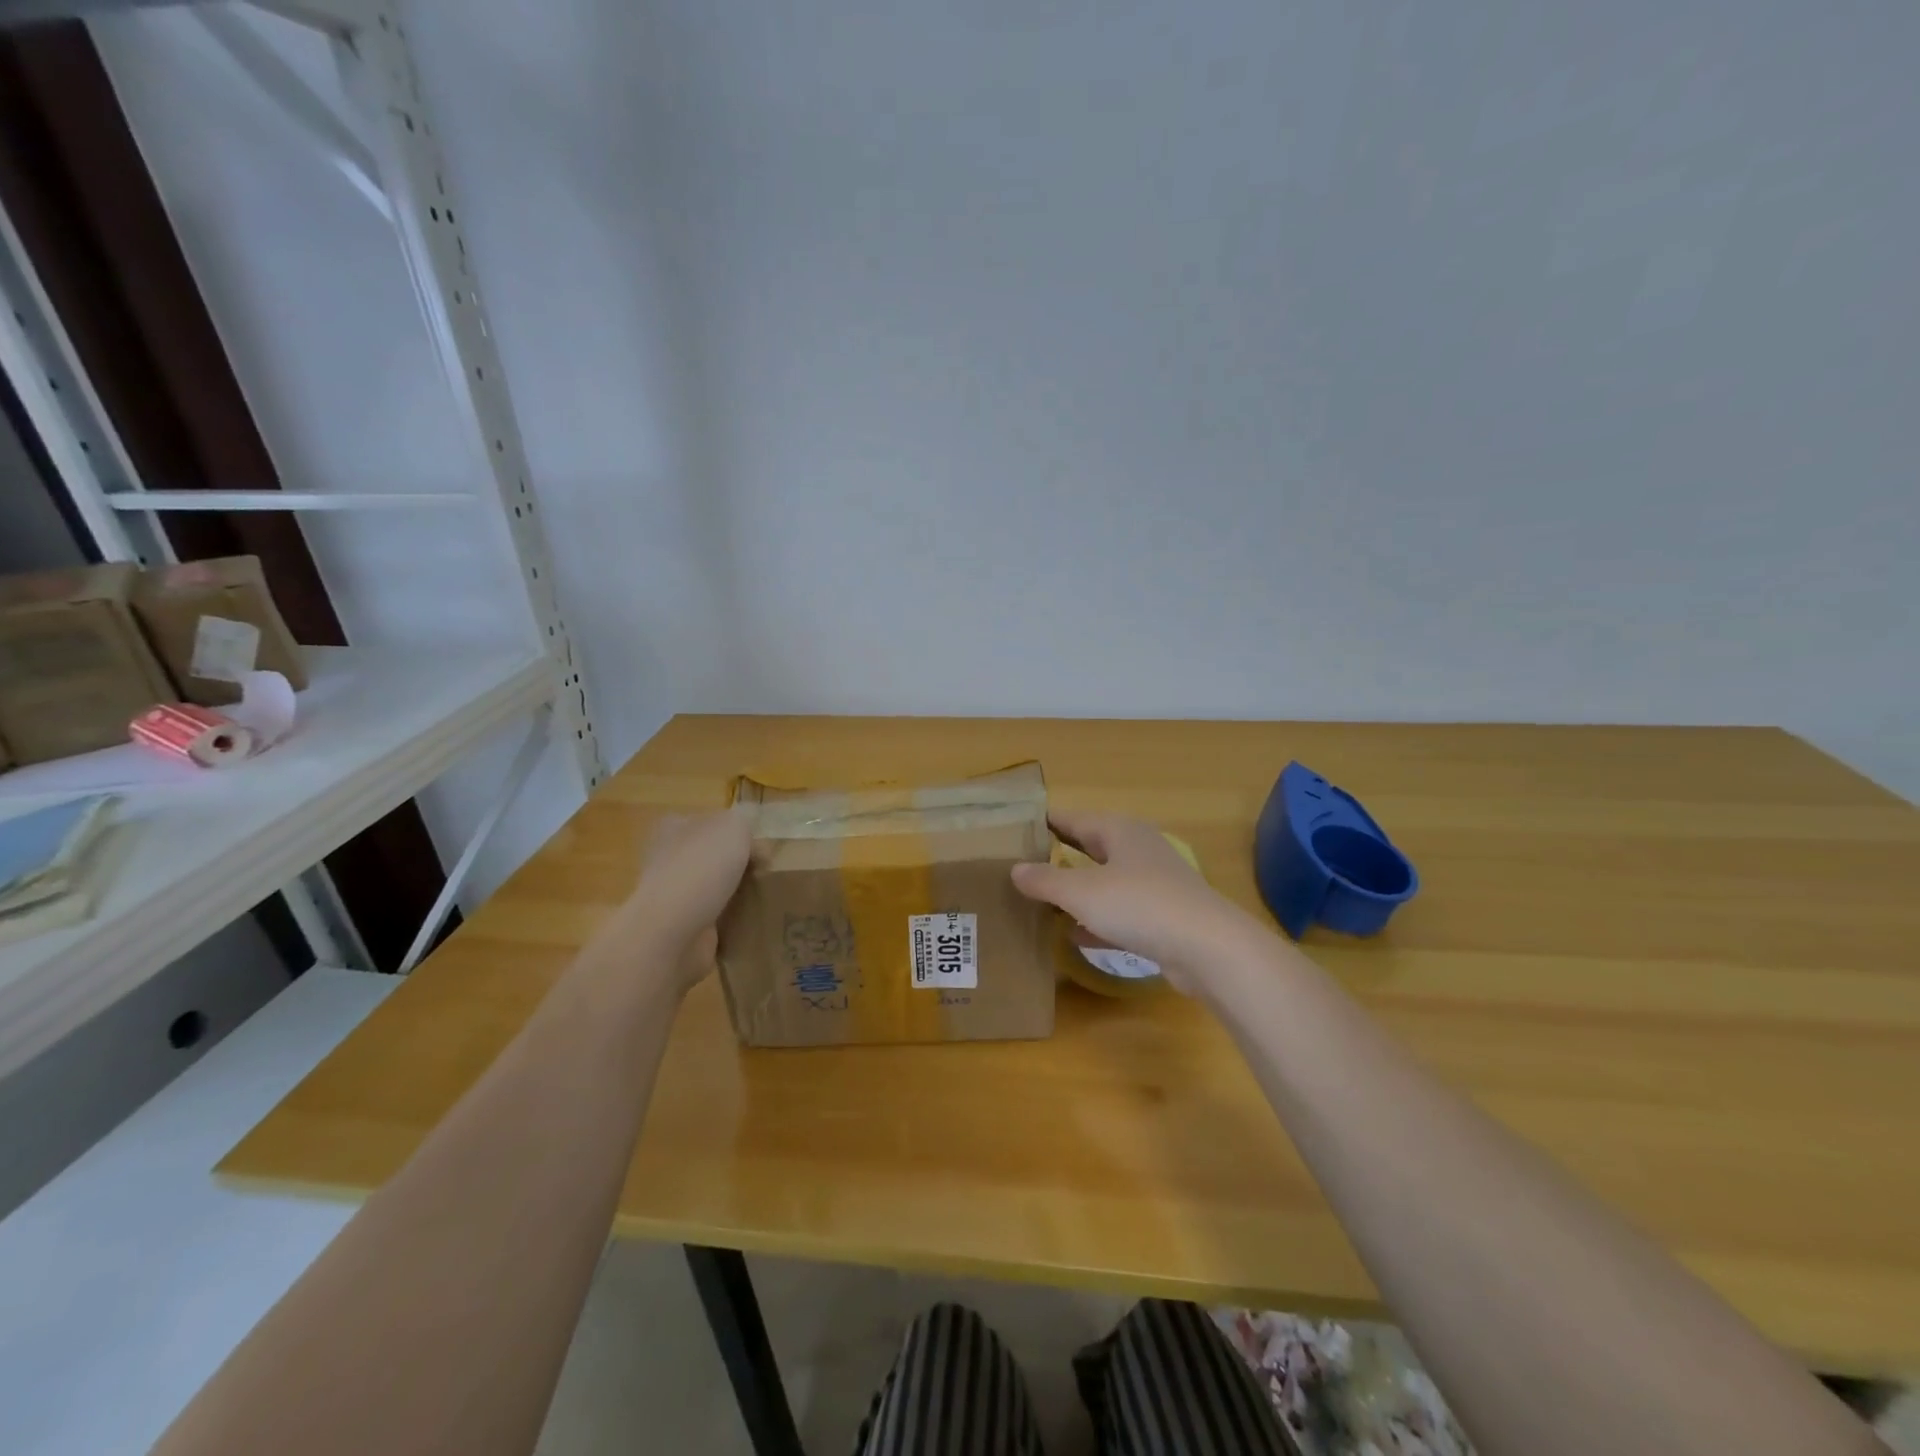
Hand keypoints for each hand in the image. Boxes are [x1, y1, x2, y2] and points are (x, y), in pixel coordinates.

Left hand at [619, 810, 751, 991]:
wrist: (672, 930)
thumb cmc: (701, 867)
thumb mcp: (734, 826)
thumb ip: (745, 826)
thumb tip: (752, 847)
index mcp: (673, 827)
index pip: (709, 821)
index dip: (736, 831)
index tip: (760, 846)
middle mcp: (668, 858)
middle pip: (712, 855)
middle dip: (737, 863)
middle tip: (765, 871)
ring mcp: (672, 895)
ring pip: (713, 887)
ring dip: (735, 892)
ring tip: (764, 896)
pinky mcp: (680, 927)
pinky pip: (714, 918)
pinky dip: (731, 920)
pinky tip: (750, 920)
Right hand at [1010, 810, 1256, 994]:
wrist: (1208, 948)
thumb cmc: (1139, 905)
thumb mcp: (1081, 892)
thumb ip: (1044, 880)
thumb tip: (1015, 869)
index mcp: (1118, 830)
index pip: (1070, 818)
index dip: (1040, 823)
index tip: (1009, 831)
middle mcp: (1136, 849)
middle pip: (1087, 848)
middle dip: (1054, 858)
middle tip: (1016, 868)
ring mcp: (1151, 884)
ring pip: (1102, 882)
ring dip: (1074, 893)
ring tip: (1036, 903)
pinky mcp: (1160, 917)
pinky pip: (1118, 913)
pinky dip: (1095, 922)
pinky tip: (1072, 937)